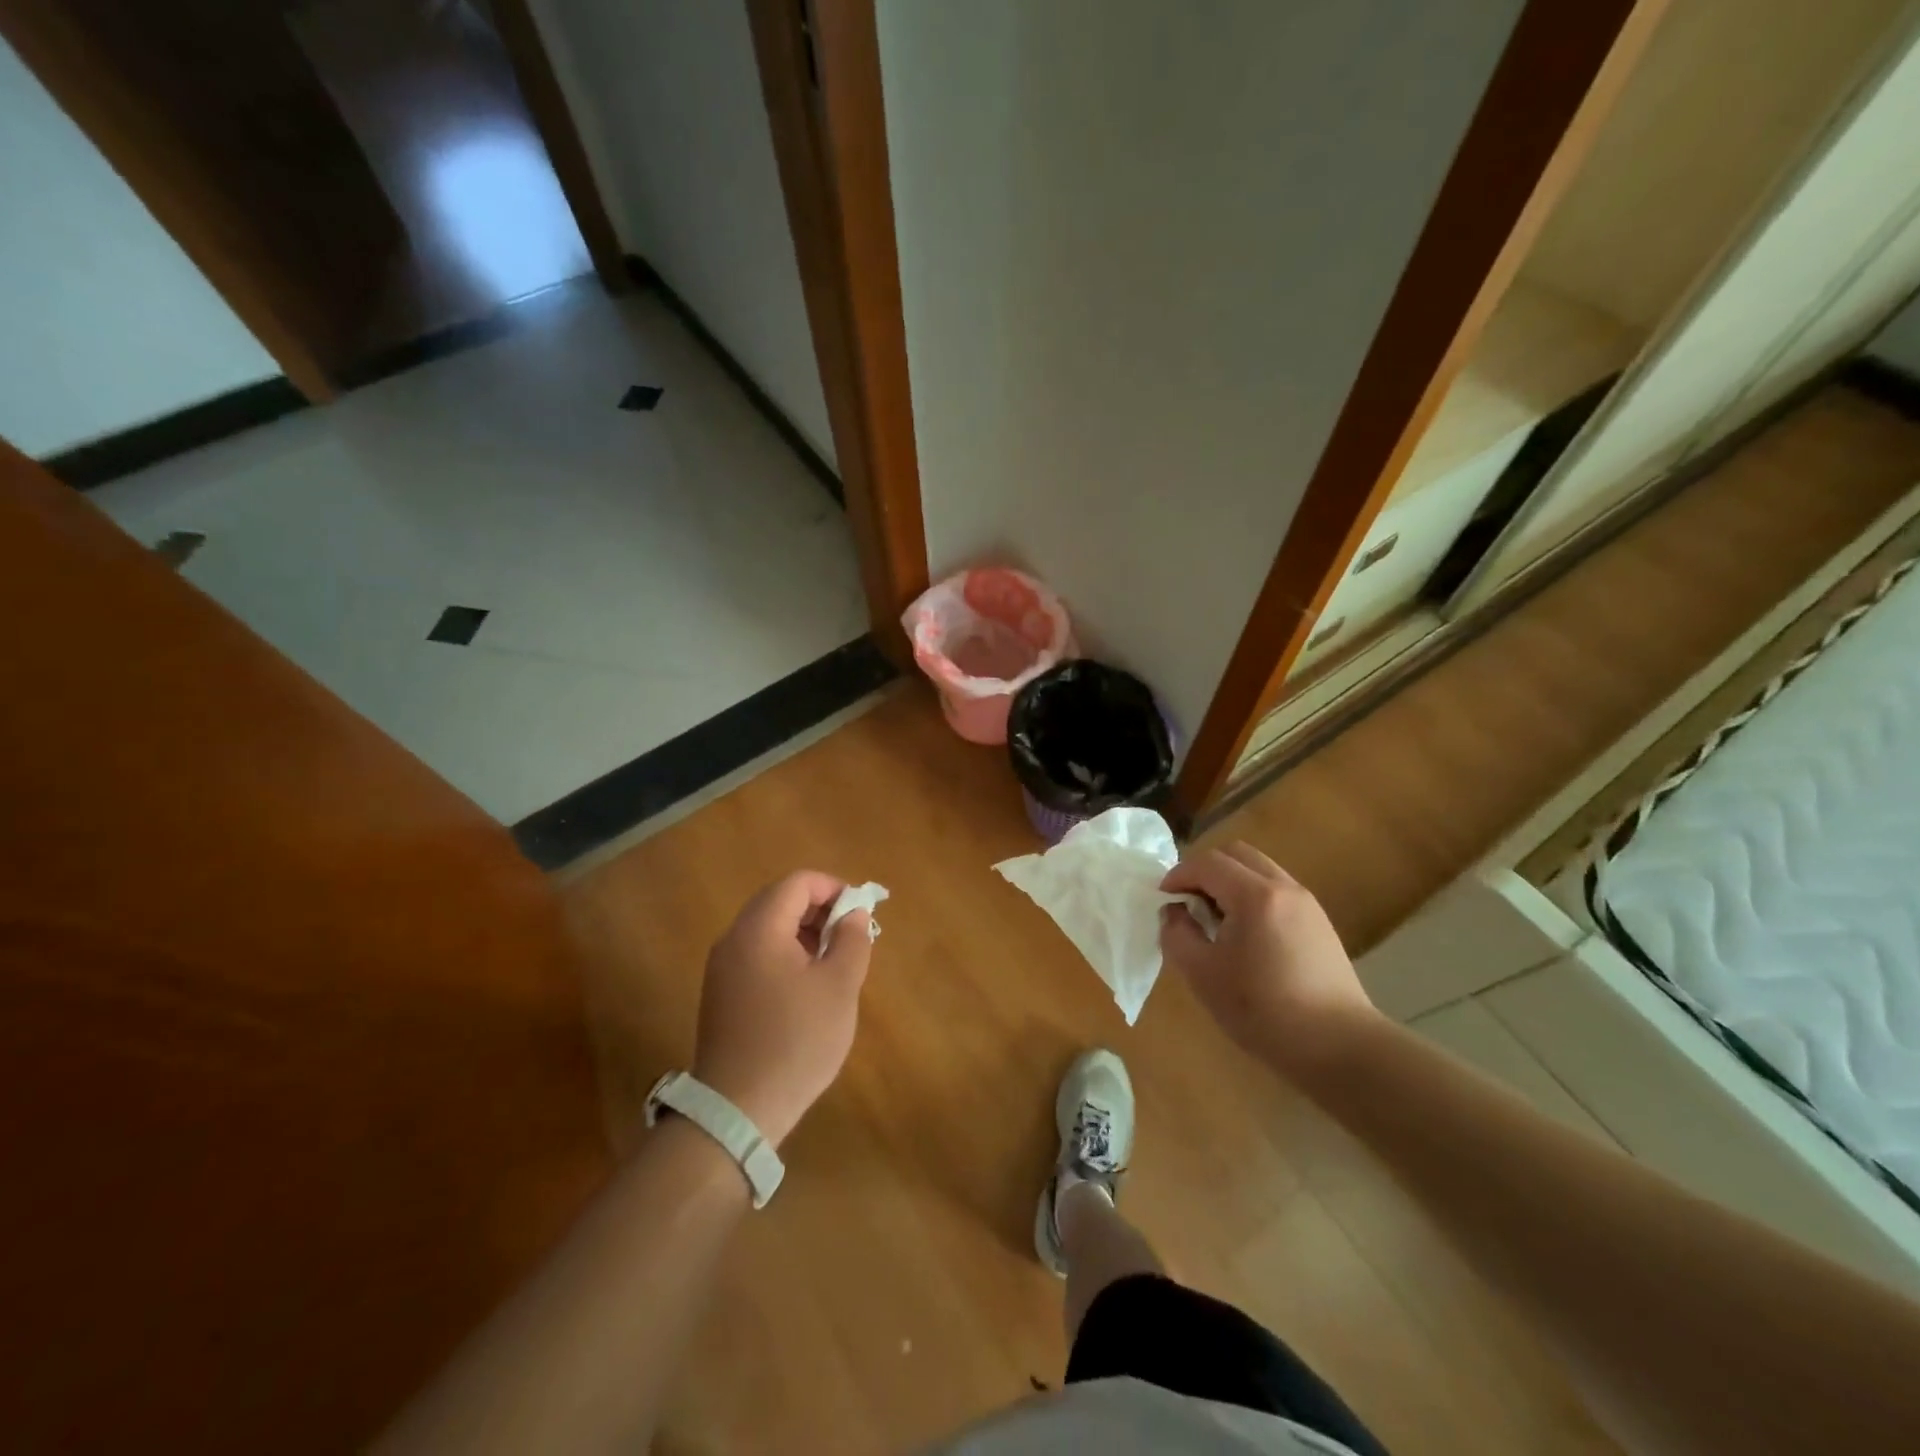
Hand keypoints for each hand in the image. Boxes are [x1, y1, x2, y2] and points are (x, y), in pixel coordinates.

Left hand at [692, 872, 872, 1148]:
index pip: (798, 883)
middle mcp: (734, 939)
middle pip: (780, 901)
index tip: (860, 912)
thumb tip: (853, 913)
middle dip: (820, 910)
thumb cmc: (796, 1041)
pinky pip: (758, 955)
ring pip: (768, 929)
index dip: (833, 888)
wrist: (738, 1109)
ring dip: (804, 933)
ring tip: (834, 963)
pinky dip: (787, 955)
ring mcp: (723, 968)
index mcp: (759, 929)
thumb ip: (851, 939)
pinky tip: (808, 988)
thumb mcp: (839, 986)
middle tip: (851, 937)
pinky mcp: (722, 994)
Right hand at [1160, 842, 1378, 1078]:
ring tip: (1215, 920)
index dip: (1178, 875)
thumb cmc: (1263, 1010)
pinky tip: (1245, 936)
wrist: (1339, 1047)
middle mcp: (1284, 887)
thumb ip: (1177, 934)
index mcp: (1254, 895)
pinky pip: (1276, 890)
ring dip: (1229, 882)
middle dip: (1205, 871)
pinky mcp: (1319, 923)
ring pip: (1259, 870)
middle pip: (1236, 854)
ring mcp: (1307, 903)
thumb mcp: (1202, 974)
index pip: (1207, 863)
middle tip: (1188, 903)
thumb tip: (1174, 912)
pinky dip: (1251, 896)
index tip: (1163, 899)